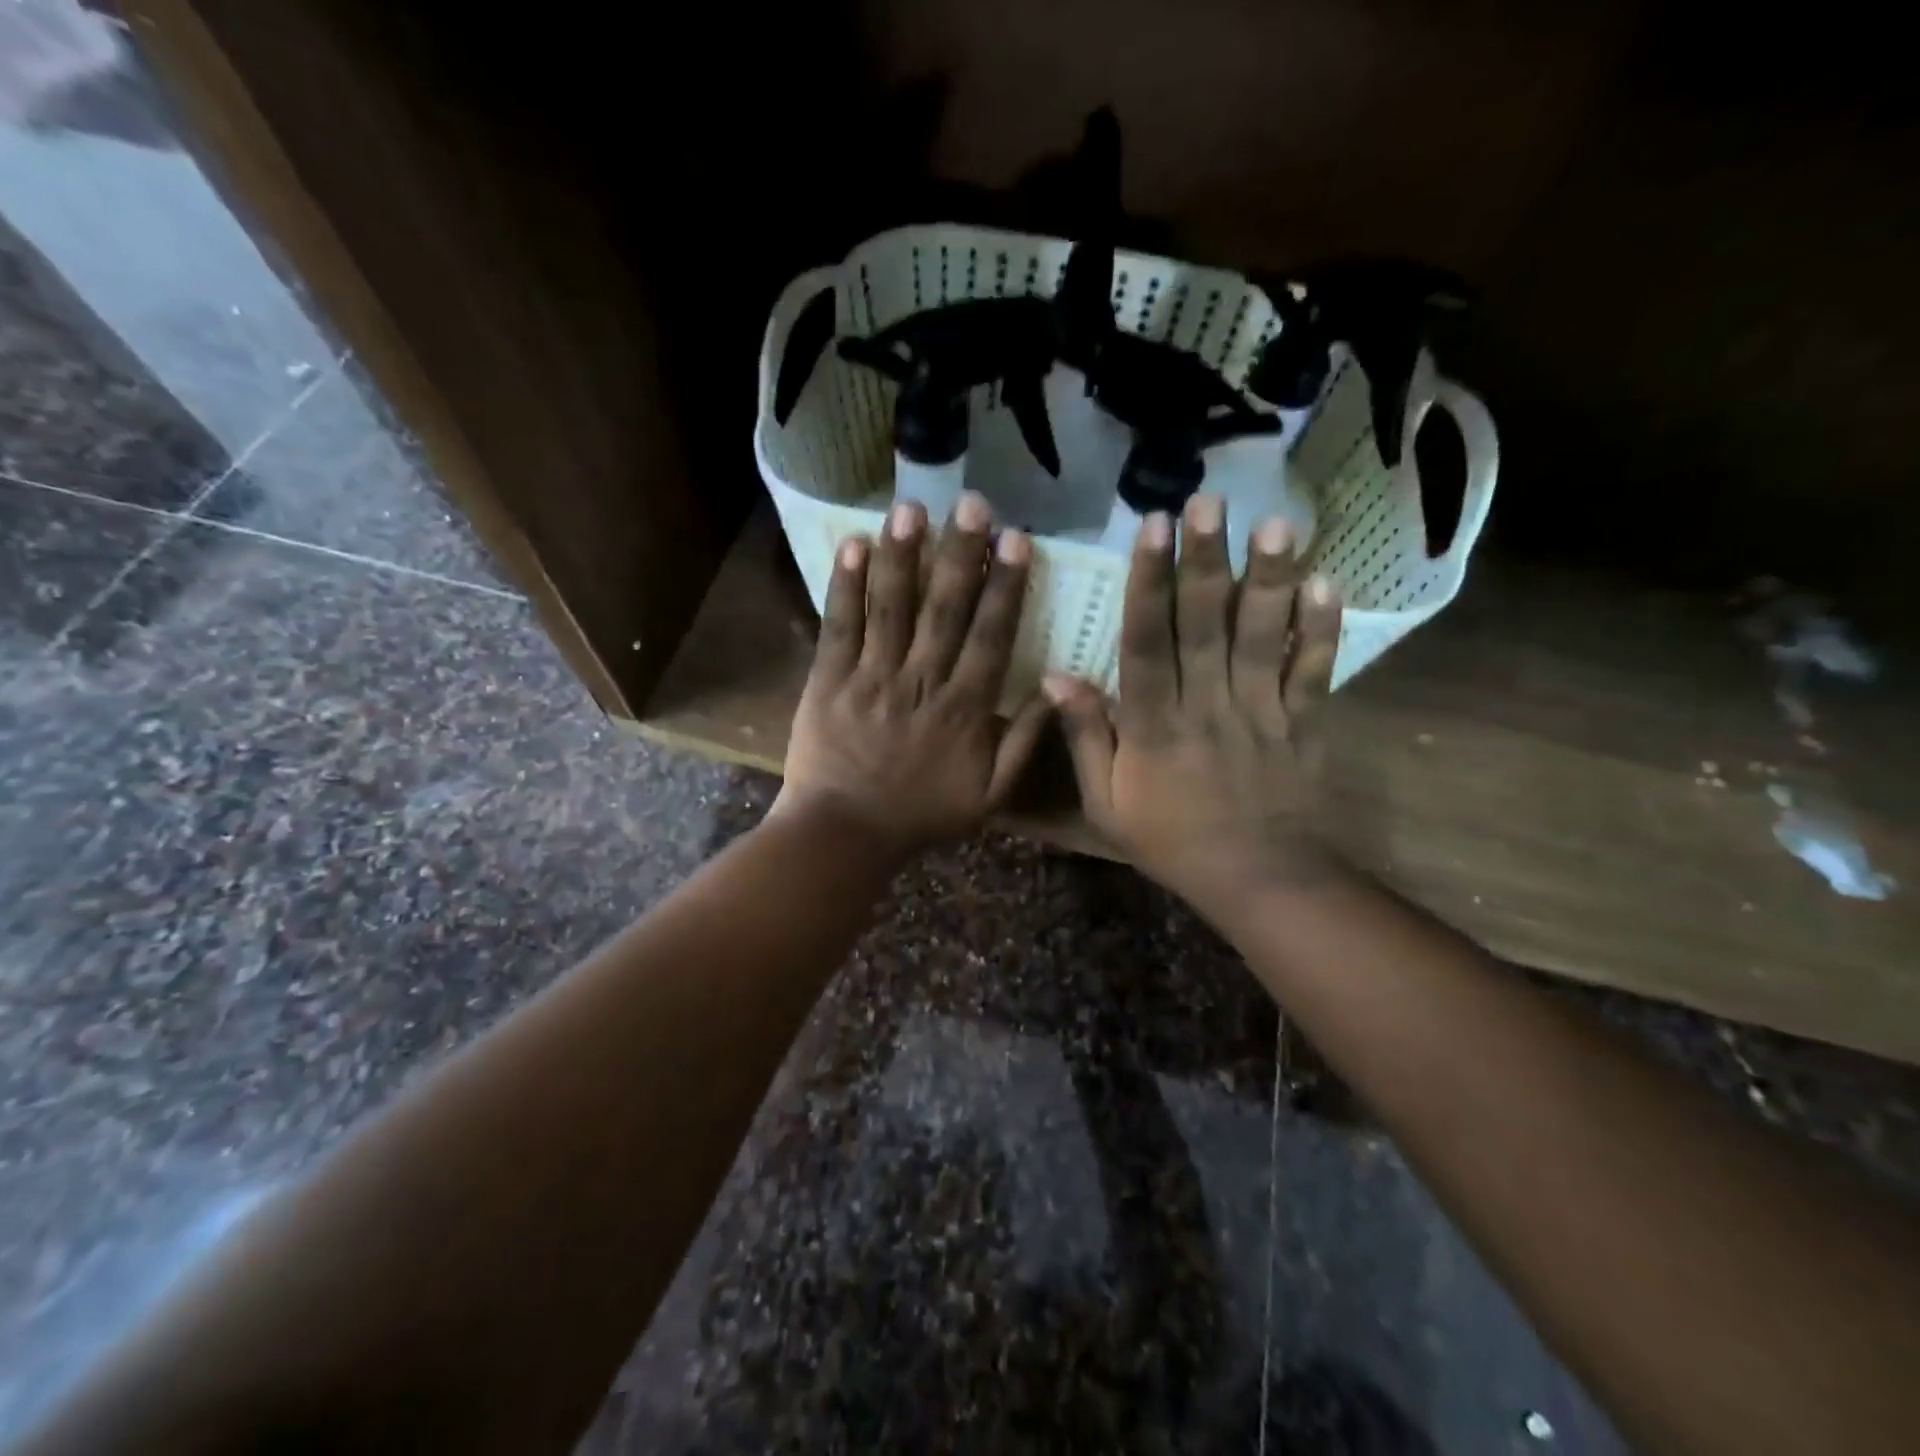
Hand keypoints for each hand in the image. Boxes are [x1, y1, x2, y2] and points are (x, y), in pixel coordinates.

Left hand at [774, 492, 1052, 855]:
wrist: (845, 834)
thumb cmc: (922, 815)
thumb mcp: (990, 795)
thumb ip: (1025, 743)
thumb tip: (1059, 688)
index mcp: (964, 709)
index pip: (991, 636)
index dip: (1005, 586)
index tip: (1016, 539)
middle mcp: (921, 682)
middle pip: (944, 610)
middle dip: (960, 554)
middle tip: (971, 503)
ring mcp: (871, 678)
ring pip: (892, 608)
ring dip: (904, 555)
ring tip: (912, 507)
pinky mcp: (828, 680)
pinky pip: (839, 626)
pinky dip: (845, 585)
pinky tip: (853, 544)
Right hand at [1044, 494, 1343, 911]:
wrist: (1258, 879)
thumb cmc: (1171, 841)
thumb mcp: (1106, 803)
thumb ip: (1085, 738)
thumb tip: (1058, 676)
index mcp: (1154, 725)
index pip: (1146, 643)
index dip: (1148, 584)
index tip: (1149, 531)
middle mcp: (1207, 706)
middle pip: (1205, 624)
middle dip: (1205, 561)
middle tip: (1209, 502)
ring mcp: (1260, 711)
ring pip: (1261, 637)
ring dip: (1267, 579)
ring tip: (1273, 525)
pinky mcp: (1304, 723)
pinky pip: (1313, 671)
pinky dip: (1321, 629)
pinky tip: (1325, 582)